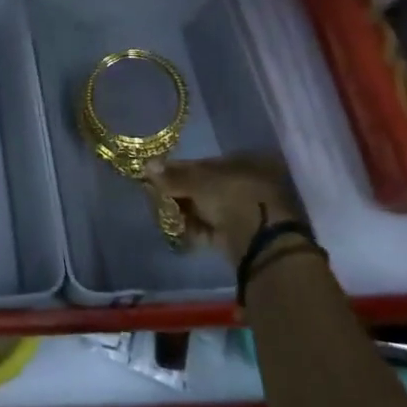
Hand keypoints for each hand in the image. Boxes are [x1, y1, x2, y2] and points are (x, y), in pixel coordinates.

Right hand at [145, 154, 306, 265]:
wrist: (260, 243)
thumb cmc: (233, 197)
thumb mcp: (198, 180)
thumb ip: (173, 175)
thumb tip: (147, 165)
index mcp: (245, 163)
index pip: (205, 163)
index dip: (179, 169)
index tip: (157, 175)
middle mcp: (247, 184)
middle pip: (204, 186)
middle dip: (180, 191)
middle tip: (156, 194)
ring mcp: (244, 211)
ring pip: (206, 207)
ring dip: (184, 210)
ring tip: (163, 212)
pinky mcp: (239, 235)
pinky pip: (210, 227)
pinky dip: (193, 228)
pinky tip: (175, 227)